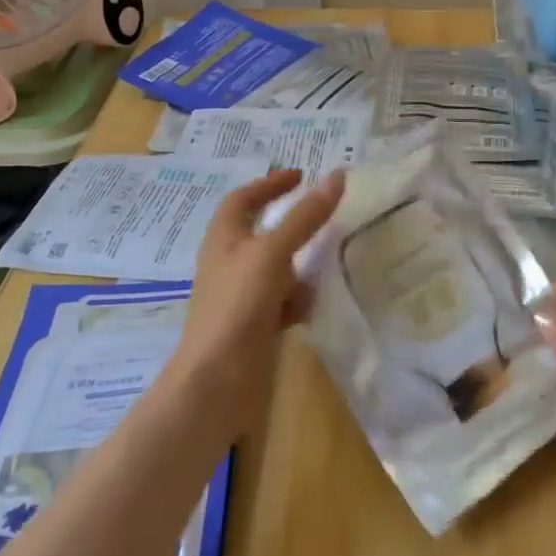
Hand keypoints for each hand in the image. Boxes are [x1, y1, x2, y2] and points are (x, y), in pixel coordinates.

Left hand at [169, 169, 344, 437]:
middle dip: (293, 225)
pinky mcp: (255, 325)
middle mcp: (230, 263)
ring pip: (278, 269)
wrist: (219, 380)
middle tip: (325, 217)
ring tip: (328, 260)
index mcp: (224, 239)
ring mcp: (242, 296)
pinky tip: (311, 306)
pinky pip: (283, 302)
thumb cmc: (239, 304)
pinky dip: (298, 300)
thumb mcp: (274, 252)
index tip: (300, 175)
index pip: (243, 198)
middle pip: (263, 233)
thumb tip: (337, 176)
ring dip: (300, 265)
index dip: (269, 184)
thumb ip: (306, 217)